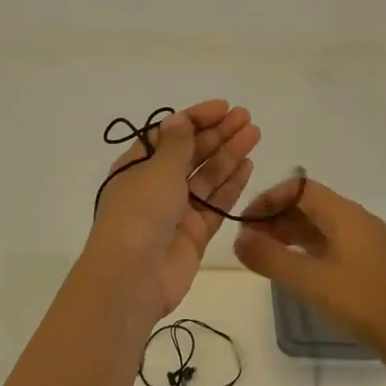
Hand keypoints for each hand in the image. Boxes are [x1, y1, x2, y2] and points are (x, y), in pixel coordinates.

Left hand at [87, 100, 259, 321]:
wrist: (131, 277)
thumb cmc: (139, 213)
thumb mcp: (157, 170)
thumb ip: (177, 145)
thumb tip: (180, 119)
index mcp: (137, 166)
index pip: (170, 134)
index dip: (196, 119)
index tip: (224, 107)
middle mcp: (155, 185)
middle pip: (191, 153)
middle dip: (217, 134)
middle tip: (247, 118)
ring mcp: (176, 211)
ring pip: (206, 176)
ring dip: (229, 154)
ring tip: (254, 134)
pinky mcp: (194, 234)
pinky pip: (215, 203)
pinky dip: (231, 185)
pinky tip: (248, 165)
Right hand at [231, 177, 385, 370]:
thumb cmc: (365, 304)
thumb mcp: (312, 282)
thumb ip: (271, 258)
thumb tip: (238, 239)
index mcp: (346, 215)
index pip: (299, 189)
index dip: (269, 199)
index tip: (245, 222)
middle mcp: (356, 221)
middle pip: (309, 206)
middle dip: (276, 218)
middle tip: (248, 243)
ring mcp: (365, 244)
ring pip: (319, 227)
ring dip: (289, 235)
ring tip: (263, 257)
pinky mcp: (369, 266)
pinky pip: (330, 246)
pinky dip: (306, 251)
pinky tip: (293, 271)